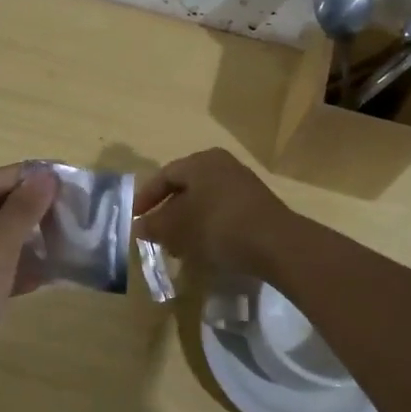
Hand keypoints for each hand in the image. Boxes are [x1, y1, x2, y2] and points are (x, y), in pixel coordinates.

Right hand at [132, 148, 297, 275]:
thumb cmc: (218, 226)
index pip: (164, 175)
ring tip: (177, 247)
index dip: (146, 197)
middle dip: (167, 212)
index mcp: (201, 161)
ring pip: (204, 202)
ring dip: (187, 223)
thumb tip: (138, 226)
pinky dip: (207, 228)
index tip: (134, 218)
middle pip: (186, 188)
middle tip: (155, 234)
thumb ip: (154, 225)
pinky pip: (222, 213)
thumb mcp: (178, 228)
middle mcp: (222, 165)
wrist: (276, 244)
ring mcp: (243, 185)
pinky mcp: (256, 206)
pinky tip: (203, 249)